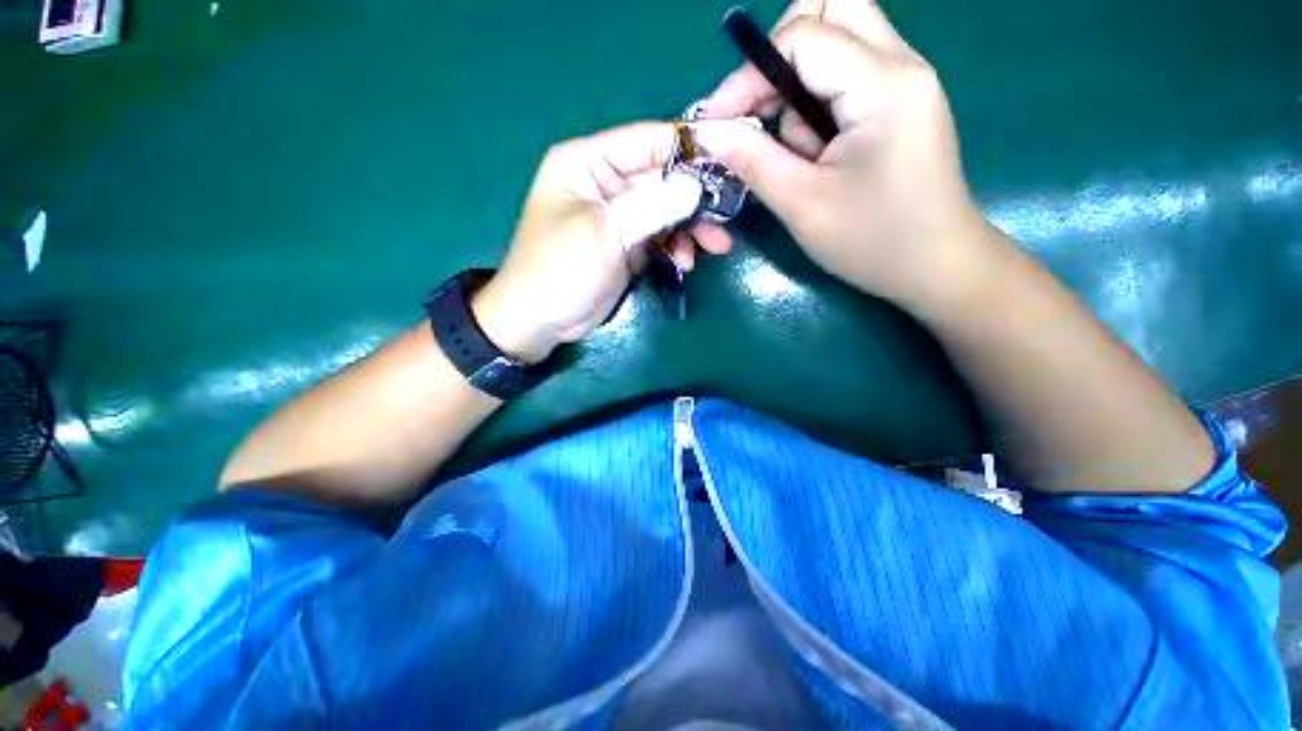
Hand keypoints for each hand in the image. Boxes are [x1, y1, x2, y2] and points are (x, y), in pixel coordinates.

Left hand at [471, 123, 732, 363]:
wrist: (541, 320)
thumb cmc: (560, 270)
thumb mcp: (605, 233)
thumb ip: (652, 207)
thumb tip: (695, 186)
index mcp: (587, 163)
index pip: (645, 141)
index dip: (687, 149)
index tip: (726, 164)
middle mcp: (605, 183)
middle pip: (662, 178)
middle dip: (694, 199)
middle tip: (725, 218)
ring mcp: (618, 217)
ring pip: (666, 210)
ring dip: (691, 228)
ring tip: (715, 246)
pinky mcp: (627, 244)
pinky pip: (661, 237)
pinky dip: (676, 248)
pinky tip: (686, 263)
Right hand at [695, 0, 995, 308]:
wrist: (936, 265)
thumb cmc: (872, 242)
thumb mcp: (802, 206)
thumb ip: (753, 161)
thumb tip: (710, 132)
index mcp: (883, 85)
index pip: (802, 36)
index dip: (748, 74)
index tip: (718, 121)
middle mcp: (901, 63)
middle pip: (833, 5)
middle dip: (781, 51)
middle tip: (763, 110)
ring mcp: (906, 78)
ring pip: (839, 34)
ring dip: (800, 82)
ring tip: (800, 150)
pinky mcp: (901, 98)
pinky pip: (848, 70)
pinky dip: (817, 99)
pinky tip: (817, 149)